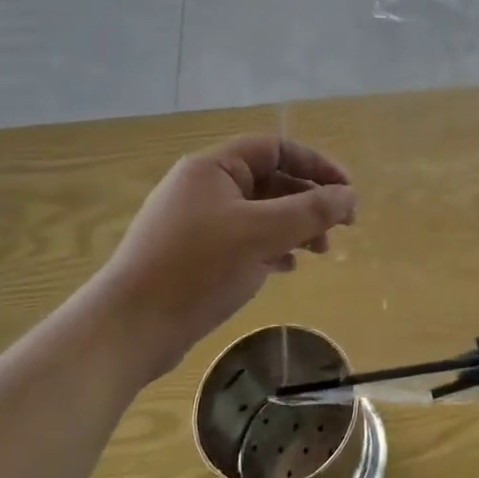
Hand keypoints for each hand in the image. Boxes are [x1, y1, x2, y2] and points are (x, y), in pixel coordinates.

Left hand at [95, 135, 355, 372]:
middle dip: (309, 200)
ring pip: (259, 212)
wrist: (129, 329)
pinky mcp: (194, 254)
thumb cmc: (197, 269)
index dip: (317, 164)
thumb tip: (349, 196)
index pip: (276, 148)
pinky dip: (271, 247)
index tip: (347, 191)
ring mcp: (197, 221)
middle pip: (270, 180)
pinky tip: (286, 267)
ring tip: (321, 252)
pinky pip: (244, 238)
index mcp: (214, 168)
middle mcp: (204, 187)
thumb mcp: (262, 234)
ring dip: (294, 226)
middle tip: (342, 226)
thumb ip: (311, 211)